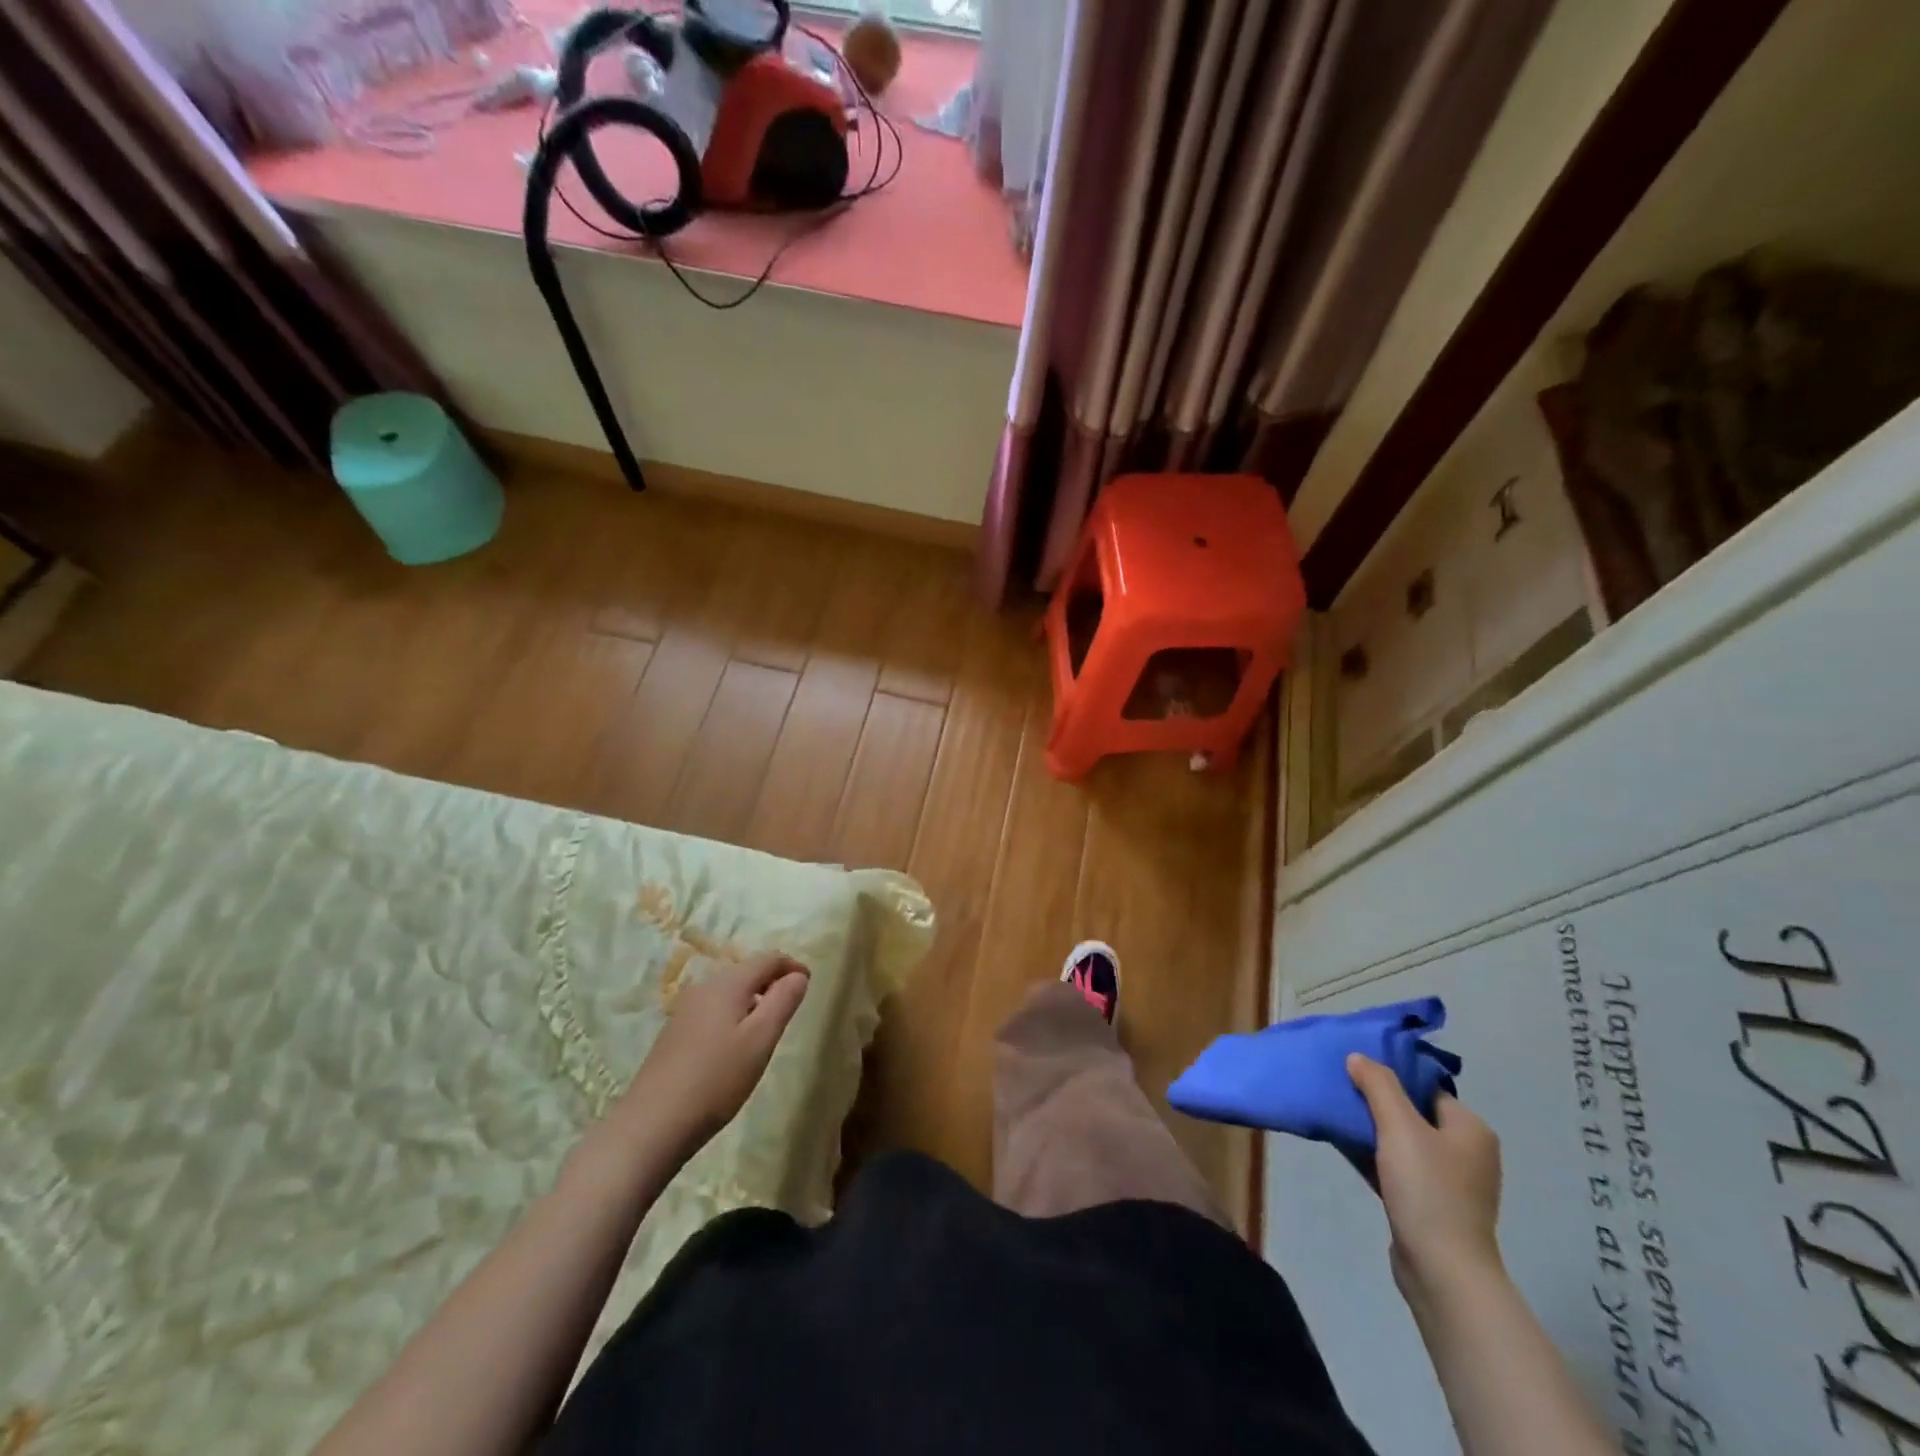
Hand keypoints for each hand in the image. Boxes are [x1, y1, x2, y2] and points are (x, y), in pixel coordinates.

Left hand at [624, 955, 809, 1155]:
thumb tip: (798, 975)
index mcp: (728, 983)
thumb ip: (783, 1001)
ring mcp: (685, 1010)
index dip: (792, 967)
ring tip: (766, 1032)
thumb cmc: (716, 1079)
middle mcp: (704, 987)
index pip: (768, 959)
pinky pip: (714, 1011)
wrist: (652, 1124)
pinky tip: (734, 1049)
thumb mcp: (761, 1039)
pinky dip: (733, 1017)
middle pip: (747, 972)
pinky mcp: (675, 1033)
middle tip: (790, 1010)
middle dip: (772, 983)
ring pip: (729, 992)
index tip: (808, 985)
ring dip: (753, 1001)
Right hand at [1347, 1053, 1503, 1305]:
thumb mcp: (1399, 1127)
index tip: (1355, 1068)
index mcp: (1470, 1129)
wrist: (1442, 1271)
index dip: (1391, 1075)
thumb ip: (1378, 1085)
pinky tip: (1346, 1148)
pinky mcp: (1431, 1206)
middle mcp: (1466, 1152)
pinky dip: (1375, 1156)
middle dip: (1377, 1102)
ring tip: (1338, 1115)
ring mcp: (1450, 1182)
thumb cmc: (1428, 1190)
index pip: (1426, 1087)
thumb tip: (1358, 1057)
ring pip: (1403, 1141)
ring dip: (1373, 1130)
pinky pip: (1398, 1167)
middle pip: (1413, 1113)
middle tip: (1341, 1089)